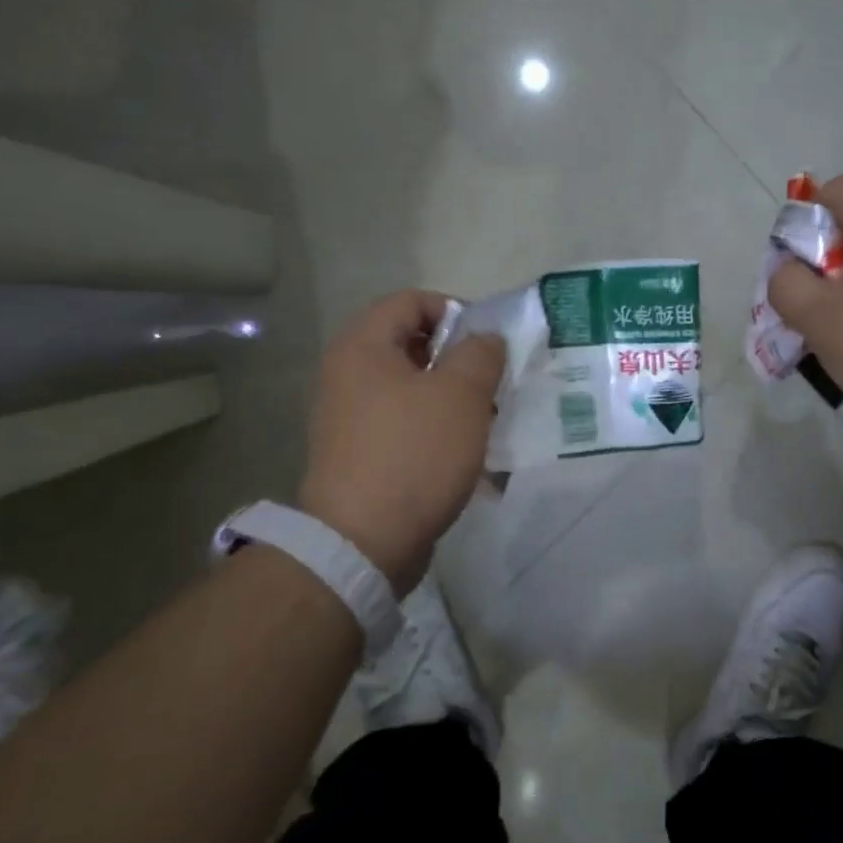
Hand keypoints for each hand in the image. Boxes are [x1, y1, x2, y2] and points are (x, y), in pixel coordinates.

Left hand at [299, 291, 505, 596]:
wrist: (363, 541)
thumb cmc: (415, 454)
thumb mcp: (461, 395)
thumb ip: (481, 353)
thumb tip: (485, 339)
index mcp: (364, 346)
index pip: (412, 301)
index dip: (457, 311)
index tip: (490, 344)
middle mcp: (349, 374)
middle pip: (413, 345)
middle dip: (460, 361)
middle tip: (492, 385)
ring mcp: (351, 416)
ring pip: (414, 388)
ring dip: (453, 399)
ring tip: (486, 424)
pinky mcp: (361, 453)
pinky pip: (406, 424)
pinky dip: (437, 430)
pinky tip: (465, 455)